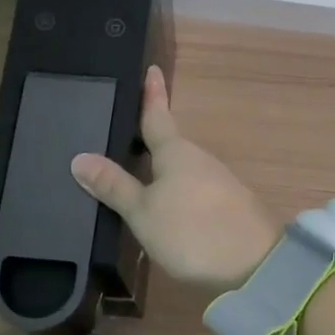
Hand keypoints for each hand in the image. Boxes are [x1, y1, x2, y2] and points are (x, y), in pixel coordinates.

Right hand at [70, 66, 281, 290]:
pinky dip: (178, 191)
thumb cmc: (191, 231)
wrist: (255, 265)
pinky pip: (195, 190)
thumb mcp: (143, 211)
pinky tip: (167, 207)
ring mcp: (219, 183)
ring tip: (137, 174)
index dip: (152, 94)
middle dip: (151, 140)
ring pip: (183, 169)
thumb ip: (114, 186)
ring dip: (163, 170)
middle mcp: (200, 160)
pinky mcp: (229, 207)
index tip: (153, 69)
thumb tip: (80, 157)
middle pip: (171, 145)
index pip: (158, 116)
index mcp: (177, 152)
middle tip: (125, 133)